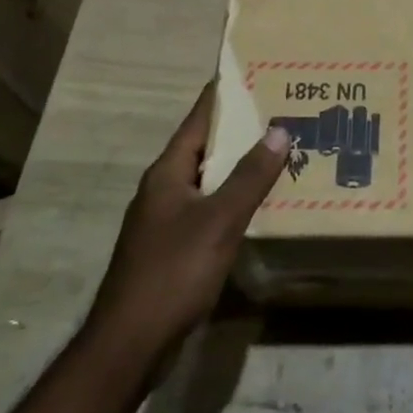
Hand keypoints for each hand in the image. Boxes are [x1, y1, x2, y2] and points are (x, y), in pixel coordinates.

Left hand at [88, 84, 288, 361]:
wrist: (131, 341)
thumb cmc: (173, 271)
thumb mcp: (219, 220)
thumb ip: (249, 176)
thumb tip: (278, 129)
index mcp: (167, 172)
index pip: (198, 119)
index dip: (224, 94)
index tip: (253, 71)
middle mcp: (163, 189)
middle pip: (204, 148)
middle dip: (240, 130)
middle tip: (281, 112)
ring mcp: (165, 220)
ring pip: (208, 180)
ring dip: (239, 167)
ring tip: (280, 153)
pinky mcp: (172, 247)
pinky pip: (208, 209)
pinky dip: (233, 199)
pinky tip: (259, 205)